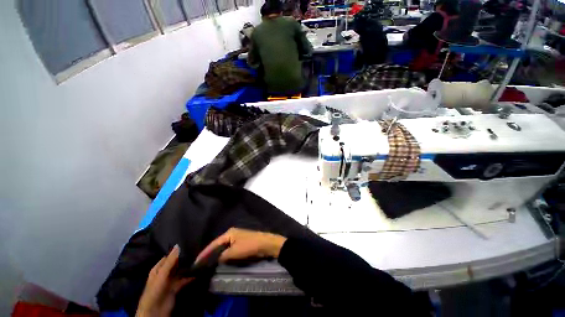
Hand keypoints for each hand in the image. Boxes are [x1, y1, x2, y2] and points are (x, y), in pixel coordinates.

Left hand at [136, 245, 192, 316]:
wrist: (155, 311)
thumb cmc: (155, 290)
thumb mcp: (162, 274)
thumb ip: (170, 261)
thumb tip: (178, 245)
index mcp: (158, 268)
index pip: (168, 256)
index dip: (177, 251)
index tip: (189, 243)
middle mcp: (164, 273)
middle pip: (175, 263)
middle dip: (184, 258)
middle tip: (197, 250)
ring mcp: (170, 280)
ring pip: (180, 271)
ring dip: (188, 267)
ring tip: (199, 258)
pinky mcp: (176, 287)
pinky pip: (184, 279)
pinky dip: (190, 275)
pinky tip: (198, 270)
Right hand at [196, 228, 286, 262]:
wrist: (265, 244)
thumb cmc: (249, 245)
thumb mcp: (234, 252)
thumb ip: (223, 256)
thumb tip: (216, 259)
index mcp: (229, 233)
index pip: (213, 243)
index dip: (204, 253)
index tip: (195, 262)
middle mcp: (231, 234)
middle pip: (218, 245)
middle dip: (209, 254)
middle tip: (200, 265)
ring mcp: (237, 238)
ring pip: (223, 248)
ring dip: (217, 256)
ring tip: (207, 265)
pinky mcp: (241, 244)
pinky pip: (229, 250)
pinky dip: (224, 256)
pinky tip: (220, 262)